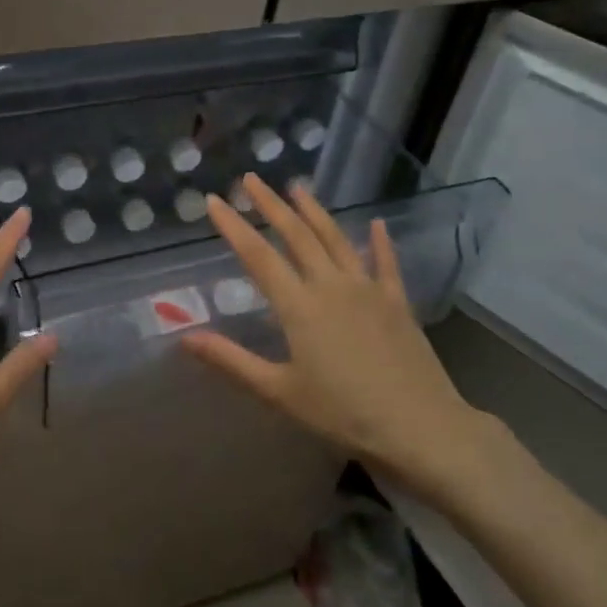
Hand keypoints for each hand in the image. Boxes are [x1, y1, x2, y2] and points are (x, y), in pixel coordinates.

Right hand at [181, 174, 499, 505]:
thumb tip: (185, 337)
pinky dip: (380, 242)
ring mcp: (368, 289)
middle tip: (251, 179)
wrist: (421, 427)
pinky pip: (386, 263)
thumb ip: (231, 360)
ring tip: (297, 187)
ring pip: (336, 239)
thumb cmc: (344, 413)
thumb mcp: (279, 392)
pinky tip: (377, 224)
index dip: (233, 226)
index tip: (214, 201)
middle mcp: (331, 286)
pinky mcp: (397, 302)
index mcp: (299, 307)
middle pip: (296, 235)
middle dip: (271, 205)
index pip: (258, 256)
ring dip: (314, 211)